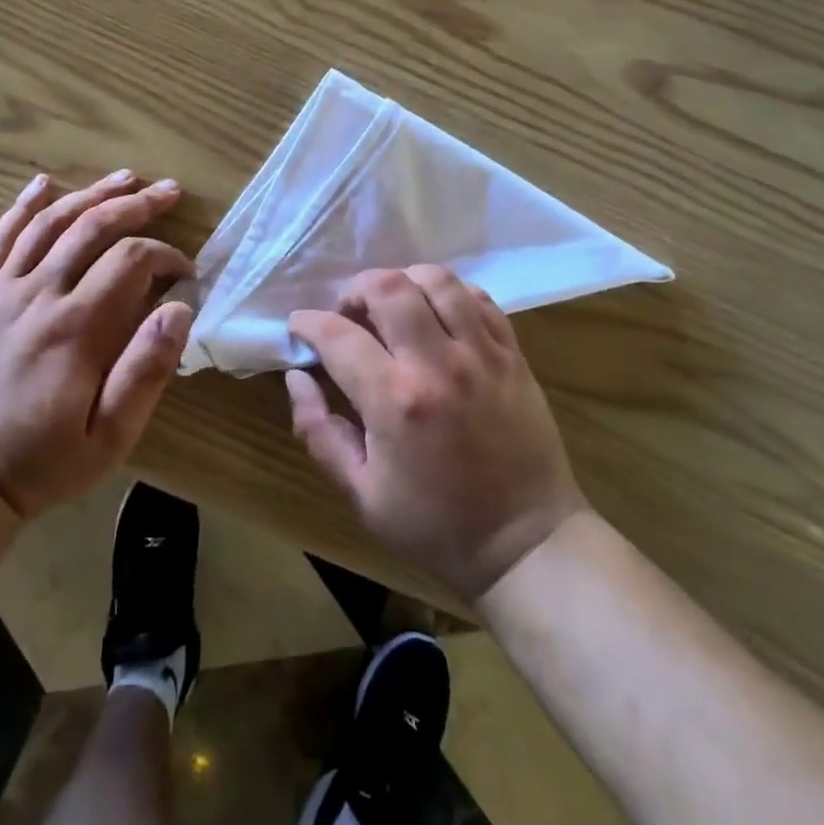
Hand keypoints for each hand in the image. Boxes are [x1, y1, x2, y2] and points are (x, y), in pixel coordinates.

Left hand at [0, 171, 195, 518]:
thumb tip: (179, 309)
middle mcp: (38, 296)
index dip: (165, 255)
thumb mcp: (111, 435)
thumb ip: (147, 370)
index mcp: (76, 328)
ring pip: (48, 224)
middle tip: (168, 190)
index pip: (130, 261)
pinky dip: (22, 207)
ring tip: (123, 178)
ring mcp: (0, 292)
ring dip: (89, 194)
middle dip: (136, 204)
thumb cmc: (45, 459)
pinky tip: (43, 183)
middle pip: (91, 228)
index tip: (184, 272)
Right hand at [287, 266, 588, 601]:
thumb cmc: (435, 525)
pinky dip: (450, 293)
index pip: (338, 335)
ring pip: (437, 281)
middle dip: (355, 290)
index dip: (309, 323)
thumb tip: (296, 377)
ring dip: (404, 282)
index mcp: (394, 401)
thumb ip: (319, 431)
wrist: (526, 543)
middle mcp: (438, 364)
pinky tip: (437, 314)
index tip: (300, 326)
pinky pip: (479, 299)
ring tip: (392, 306)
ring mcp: (482, 354)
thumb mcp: (361, 494)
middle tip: (348, 315)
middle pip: (388, 287)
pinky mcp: (513, 355)